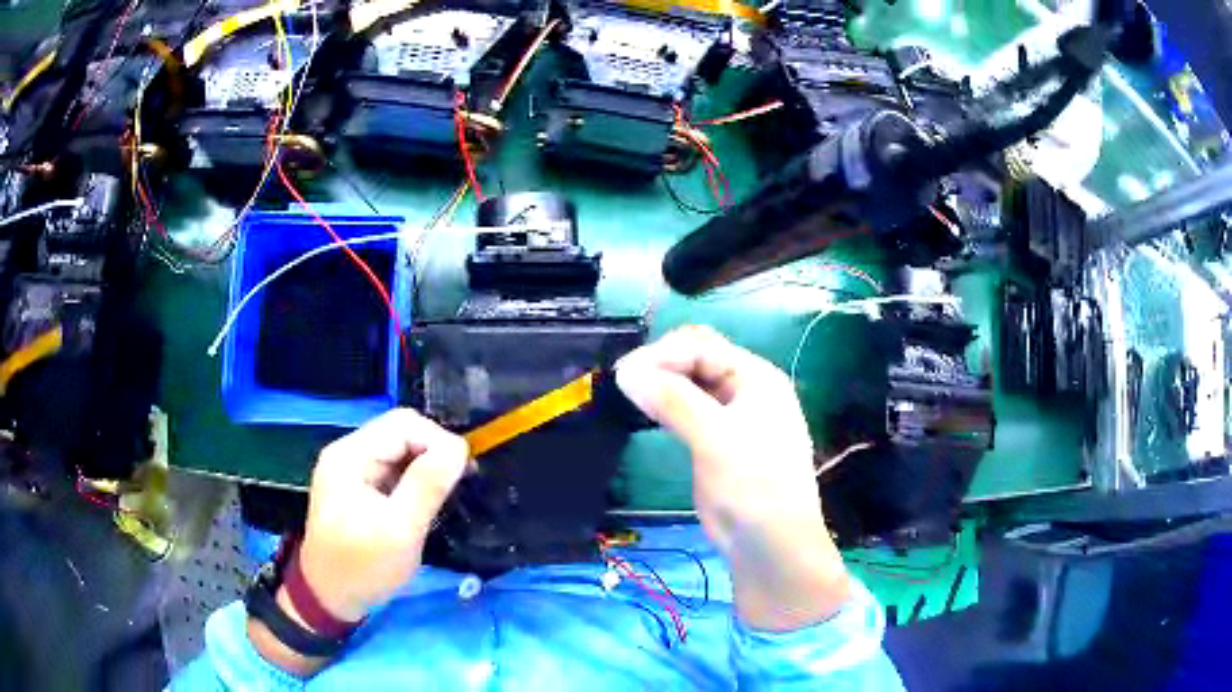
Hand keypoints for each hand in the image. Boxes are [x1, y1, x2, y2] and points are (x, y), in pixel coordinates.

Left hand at [293, 408, 468, 621]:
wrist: (329, 597)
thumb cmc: (363, 567)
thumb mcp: (400, 530)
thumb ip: (427, 485)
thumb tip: (459, 447)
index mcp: (350, 456)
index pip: (403, 424)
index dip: (439, 441)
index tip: (465, 472)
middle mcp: (348, 452)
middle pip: (401, 431)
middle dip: (434, 451)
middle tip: (459, 483)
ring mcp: (351, 469)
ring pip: (399, 449)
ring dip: (426, 465)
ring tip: (446, 493)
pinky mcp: (358, 486)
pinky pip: (393, 468)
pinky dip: (414, 478)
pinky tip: (426, 499)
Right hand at [615, 326, 850, 630]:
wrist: (772, 547)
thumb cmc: (752, 488)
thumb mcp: (715, 439)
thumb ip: (673, 401)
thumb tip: (626, 371)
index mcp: (756, 378)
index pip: (702, 347)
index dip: (662, 354)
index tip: (623, 374)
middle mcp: (746, 390)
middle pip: (697, 360)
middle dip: (660, 364)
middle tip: (623, 384)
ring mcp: (732, 417)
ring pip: (691, 386)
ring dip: (661, 384)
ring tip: (627, 394)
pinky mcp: (718, 443)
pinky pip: (689, 411)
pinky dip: (666, 406)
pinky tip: (645, 412)